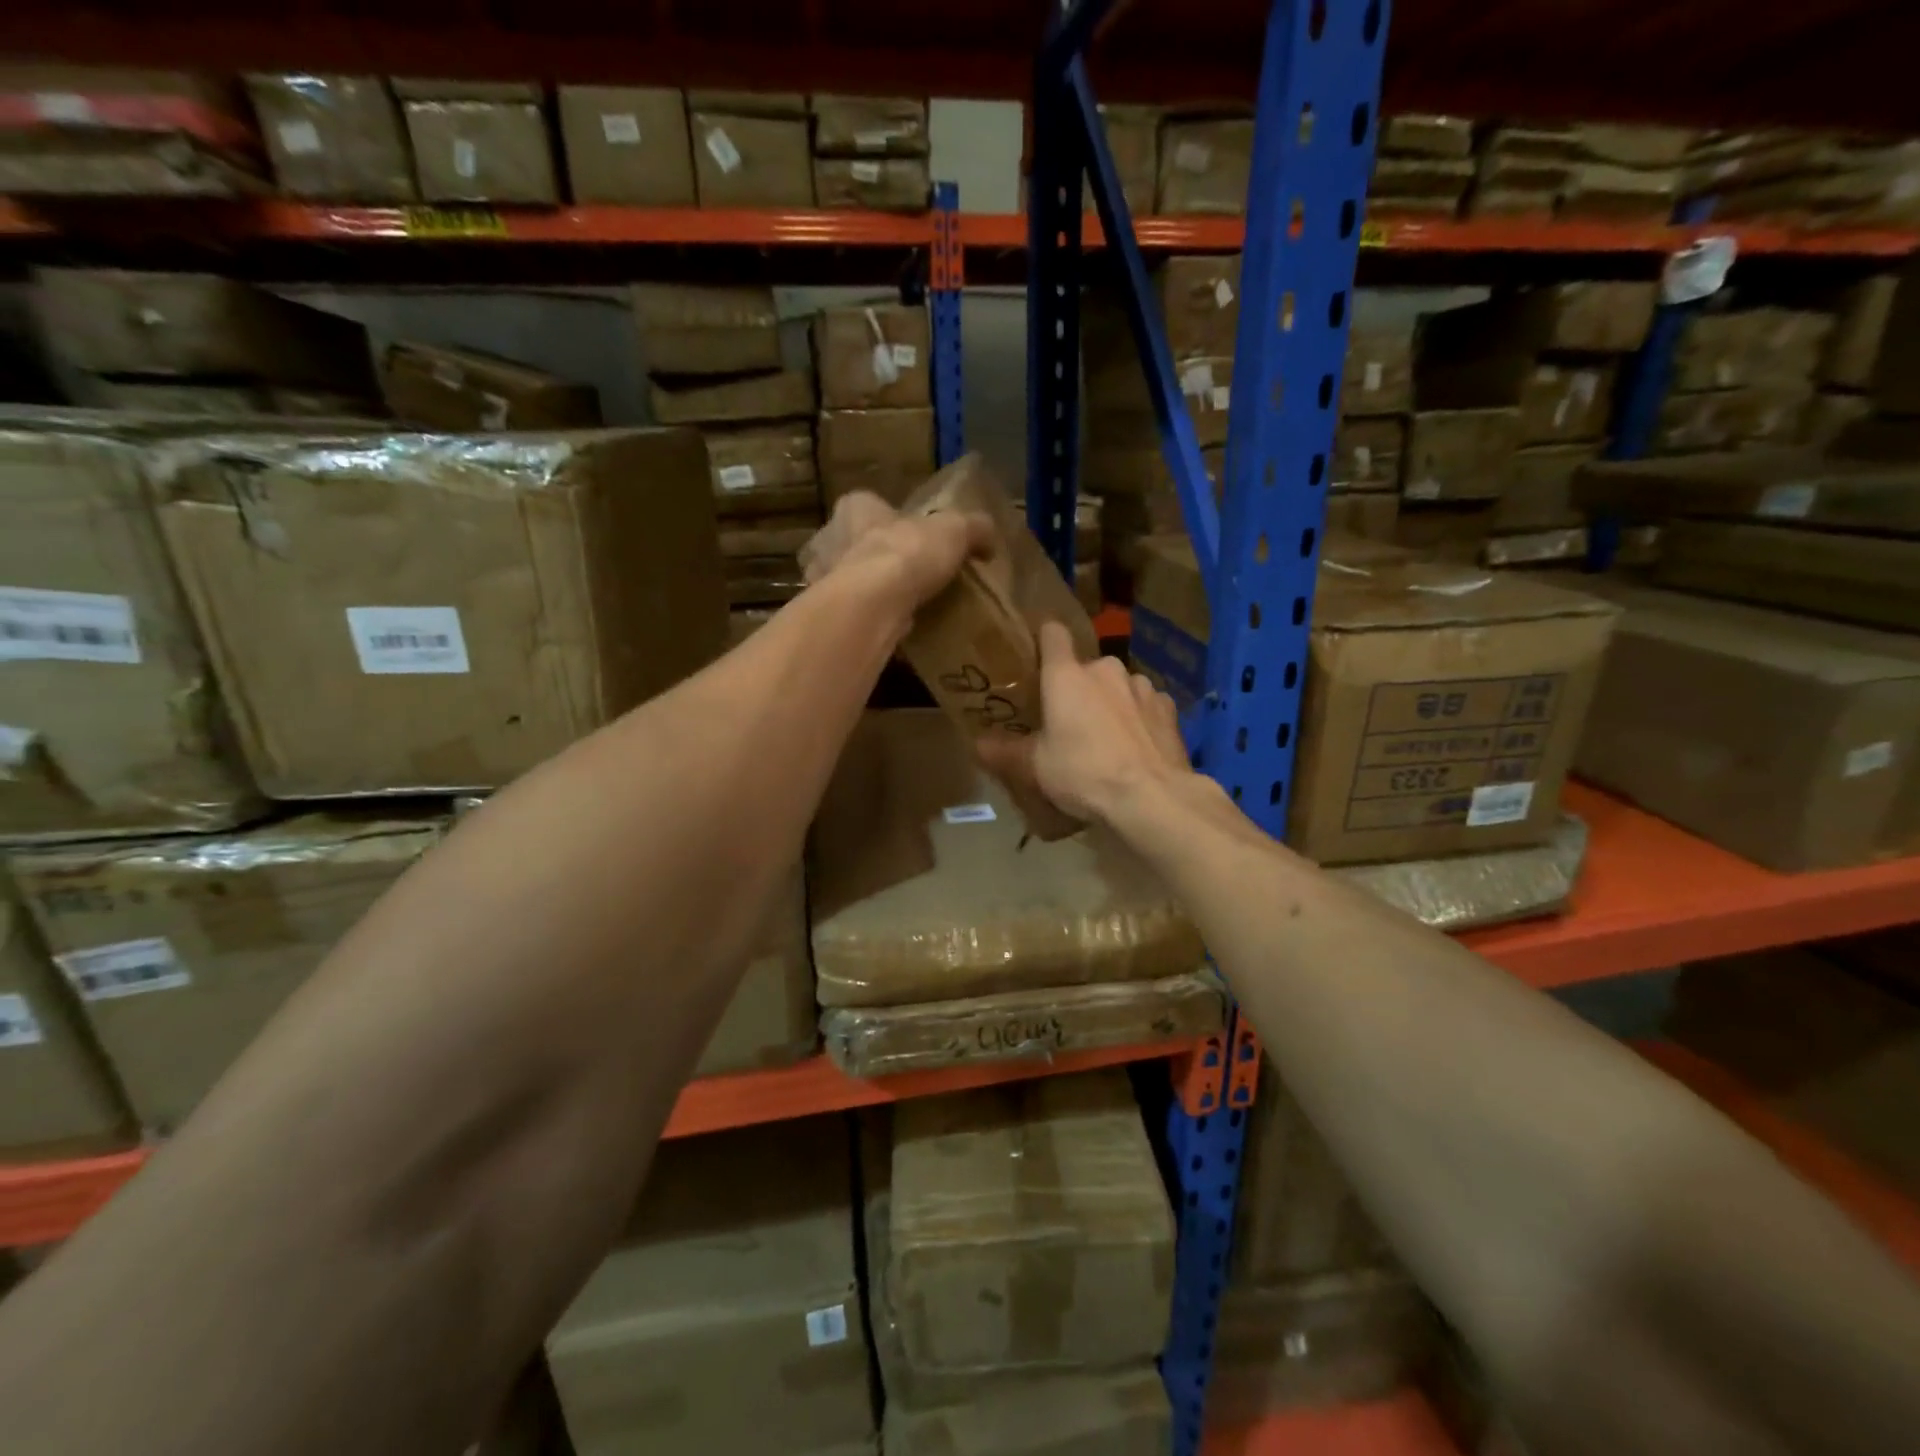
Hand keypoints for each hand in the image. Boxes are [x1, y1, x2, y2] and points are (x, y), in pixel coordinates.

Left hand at [800, 492, 992, 621]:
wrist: (873, 604)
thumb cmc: (907, 553)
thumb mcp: (955, 530)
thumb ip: (973, 529)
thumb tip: (989, 539)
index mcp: (856, 508)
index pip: (865, 504)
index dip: (887, 518)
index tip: (908, 536)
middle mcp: (831, 540)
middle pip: (854, 544)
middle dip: (875, 557)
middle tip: (906, 575)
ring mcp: (824, 580)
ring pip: (847, 582)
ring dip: (869, 593)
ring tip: (901, 607)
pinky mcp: (830, 615)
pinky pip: (851, 616)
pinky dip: (867, 622)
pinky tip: (889, 631)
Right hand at [977, 621, 1193, 829]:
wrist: (1152, 797)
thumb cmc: (1083, 773)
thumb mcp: (1035, 768)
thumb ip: (1004, 752)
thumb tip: (976, 745)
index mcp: (1066, 675)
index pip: (1052, 633)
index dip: (1044, 640)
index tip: (1037, 659)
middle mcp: (1105, 669)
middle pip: (1085, 668)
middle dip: (1078, 689)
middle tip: (1069, 723)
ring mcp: (1141, 685)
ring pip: (1117, 686)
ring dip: (1110, 702)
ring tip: (1107, 739)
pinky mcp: (1168, 707)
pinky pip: (1145, 704)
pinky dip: (1138, 718)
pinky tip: (1136, 746)